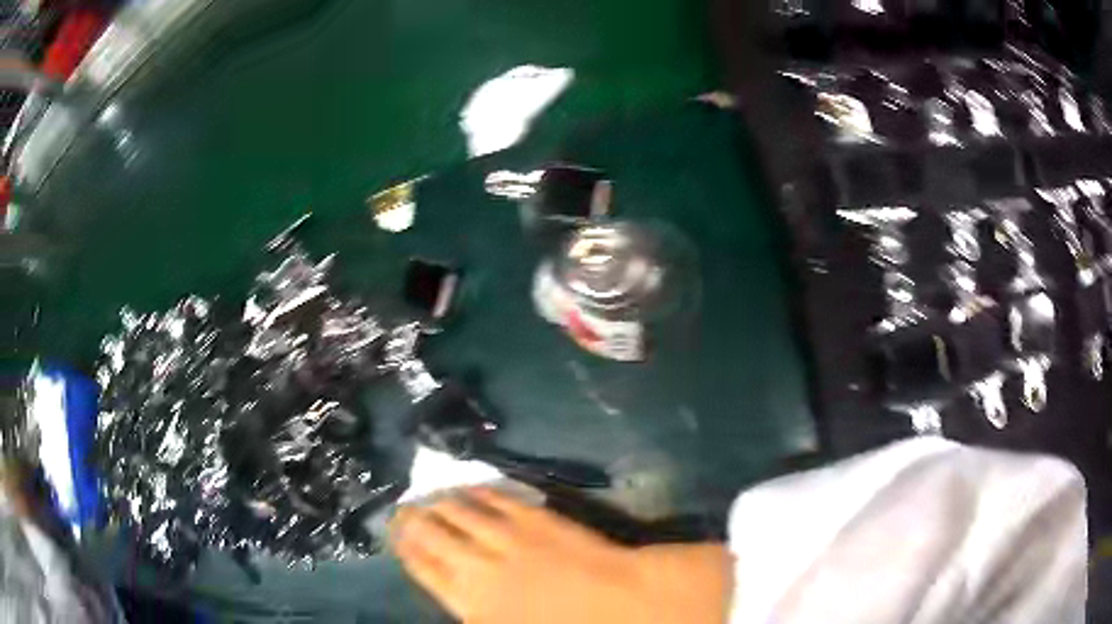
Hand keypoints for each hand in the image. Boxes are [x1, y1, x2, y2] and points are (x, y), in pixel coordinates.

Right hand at [390, 487, 732, 623]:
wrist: (638, 610)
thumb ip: (485, 614)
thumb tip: (467, 605)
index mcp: (479, 607)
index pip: (429, 572)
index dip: (410, 552)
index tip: (395, 536)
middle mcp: (485, 570)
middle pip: (439, 539)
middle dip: (416, 523)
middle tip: (401, 510)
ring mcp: (516, 542)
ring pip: (466, 516)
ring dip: (444, 505)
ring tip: (428, 497)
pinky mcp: (546, 524)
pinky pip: (504, 503)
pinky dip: (484, 494)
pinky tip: (473, 489)